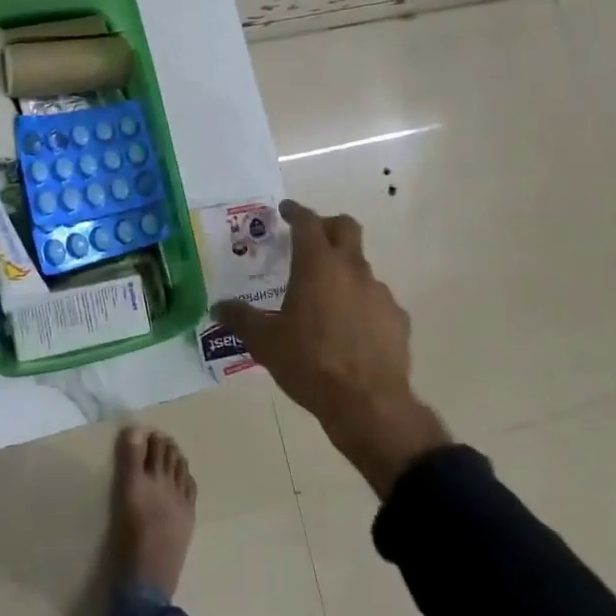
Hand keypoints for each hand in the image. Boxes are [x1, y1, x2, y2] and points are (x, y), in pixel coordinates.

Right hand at [215, 200, 449, 496]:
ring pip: (361, 266)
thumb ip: (240, 319)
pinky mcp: (397, 319)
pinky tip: (350, 329)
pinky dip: (362, 303)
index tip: (285, 210)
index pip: (307, 222)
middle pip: (346, 228)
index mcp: (318, 264)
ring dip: (343, 271)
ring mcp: (380, 293)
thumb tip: (218, 308)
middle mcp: (352, 269)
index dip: (295, 212)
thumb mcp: (265, 342)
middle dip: (327, 226)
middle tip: (310, 240)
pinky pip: (376, 300)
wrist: (368, 404)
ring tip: (325, 298)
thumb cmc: (310, 362)